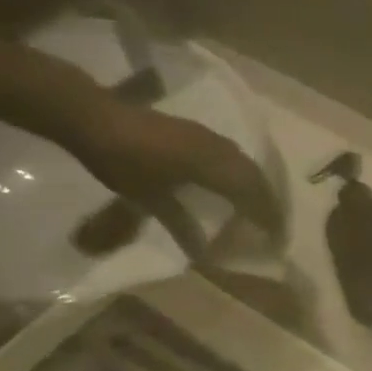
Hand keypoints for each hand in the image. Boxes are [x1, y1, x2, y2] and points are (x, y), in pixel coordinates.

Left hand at [61, 99, 287, 257]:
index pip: (253, 192)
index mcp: (213, 165)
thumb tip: (204, 252)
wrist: (95, 118)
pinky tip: (235, 186)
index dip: (267, 215)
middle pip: (256, 177)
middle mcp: (219, 149)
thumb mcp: (150, 198)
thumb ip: (182, 224)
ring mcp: (209, 138)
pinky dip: (242, 174)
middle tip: (274, 225)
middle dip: (268, 202)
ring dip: (257, 186)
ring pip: (246, 164)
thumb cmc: (122, 162)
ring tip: (260, 207)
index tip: (276, 236)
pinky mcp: (198, 133)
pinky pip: (233, 155)